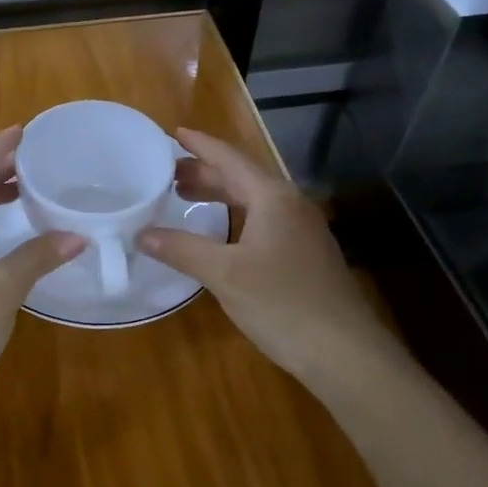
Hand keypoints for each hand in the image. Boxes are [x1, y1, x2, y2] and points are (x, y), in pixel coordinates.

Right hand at [137, 130, 395, 388]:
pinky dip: (234, 217)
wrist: (346, 354)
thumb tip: (141, 233)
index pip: (230, 158)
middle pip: (242, 177)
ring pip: (253, 201)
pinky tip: (219, 234)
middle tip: (166, 172)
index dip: (199, 145)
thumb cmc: (282, 303)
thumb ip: (181, 249)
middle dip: (204, 171)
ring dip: (219, 195)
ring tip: (184, 196)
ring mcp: (302, 230)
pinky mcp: (305, 255)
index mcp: (272, 198)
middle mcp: (290, 205)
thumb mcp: (224, 274)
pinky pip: (262, 221)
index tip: (172, 133)